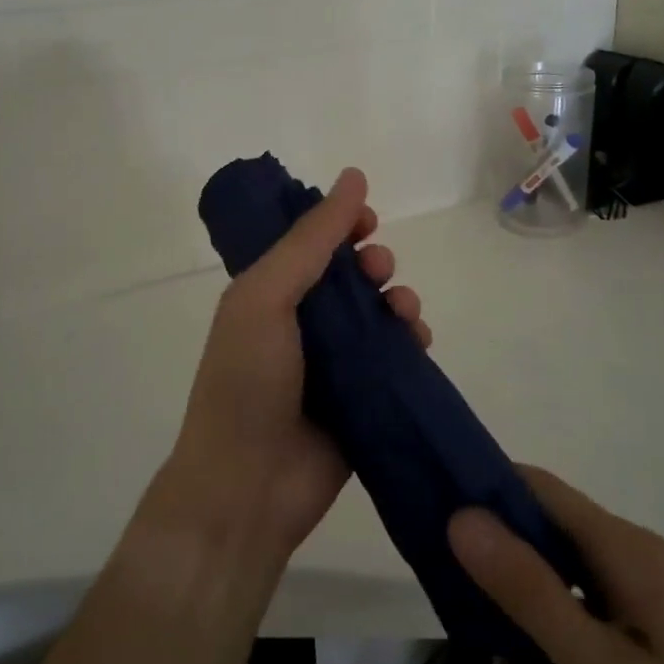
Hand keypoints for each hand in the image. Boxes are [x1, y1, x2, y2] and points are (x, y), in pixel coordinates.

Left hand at [165, 168, 429, 560]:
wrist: (248, 487)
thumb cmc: (247, 381)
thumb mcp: (266, 296)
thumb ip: (310, 239)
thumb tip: (354, 176)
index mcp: (268, 293)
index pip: (309, 242)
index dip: (338, 223)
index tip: (365, 220)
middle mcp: (301, 322)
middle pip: (349, 274)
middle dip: (372, 261)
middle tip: (376, 270)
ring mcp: (333, 362)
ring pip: (378, 312)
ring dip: (397, 298)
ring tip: (401, 311)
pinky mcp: (363, 397)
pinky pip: (396, 355)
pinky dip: (411, 339)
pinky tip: (417, 339)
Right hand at [449, 469, 663, 663]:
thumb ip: (526, 589)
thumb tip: (459, 513)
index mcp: (622, 550)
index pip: (534, 488)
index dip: (481, 492)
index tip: (430, 525)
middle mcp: (622, 571)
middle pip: (530, 564)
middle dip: (510, 628)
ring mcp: (628, 619)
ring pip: (542, 624)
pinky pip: (568, 660)